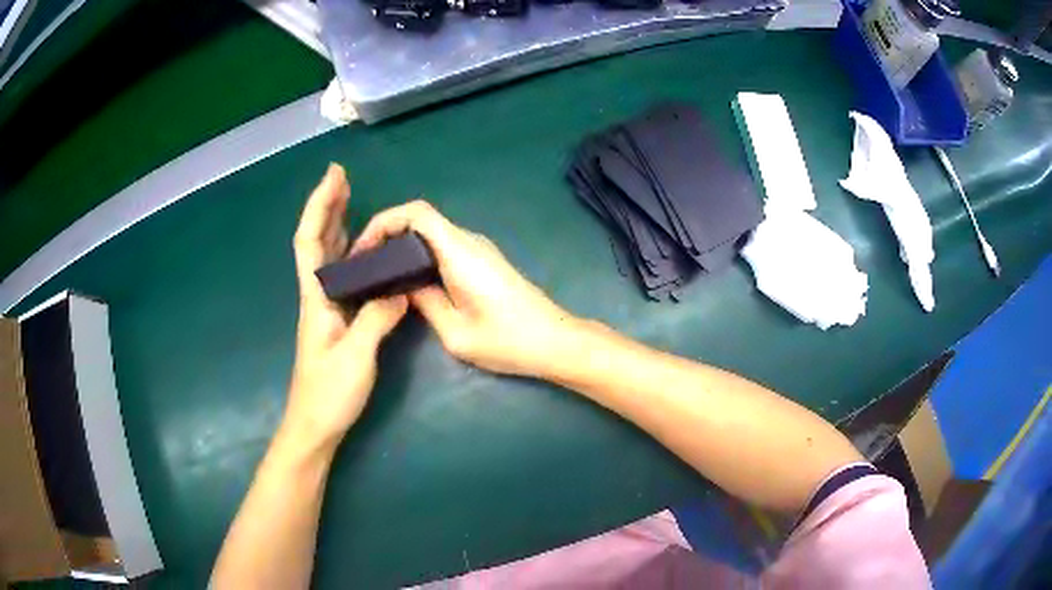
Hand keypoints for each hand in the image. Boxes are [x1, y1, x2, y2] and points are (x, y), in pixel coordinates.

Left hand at [287, 164, 407, 449]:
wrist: (314, 426)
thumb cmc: (329, 394)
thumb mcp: (356, 356)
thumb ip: (377, 319)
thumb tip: (400, 289)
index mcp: (316, 298)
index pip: (310, 241)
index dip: (320, 205)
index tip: (335, 177)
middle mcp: (318, 296)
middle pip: (316, 241)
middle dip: (328, 206)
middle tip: (344, 179)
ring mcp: (326, 309)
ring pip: (328, 257)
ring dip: (337, 225)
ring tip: (352, 201)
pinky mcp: (336, 321)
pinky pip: (343, 277)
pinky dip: (350, 254)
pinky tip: (365, 252)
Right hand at [352, 200, 576, 377]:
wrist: (555, 342)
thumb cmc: (509, 341)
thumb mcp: (455, 333)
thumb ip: (424, 303)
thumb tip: (403, 286)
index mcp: (460, 252)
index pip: (417, 213)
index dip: (384, 221)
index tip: (363, 248)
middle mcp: (469, 242)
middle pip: (420, 220)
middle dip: (387, 235)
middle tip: (365, 266)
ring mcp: (479, 250)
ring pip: (431, 234)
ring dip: (403, 246)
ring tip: (379, 275)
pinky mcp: (484, 262)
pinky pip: (444, 247)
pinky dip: (420, 256)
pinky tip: (408, 282)